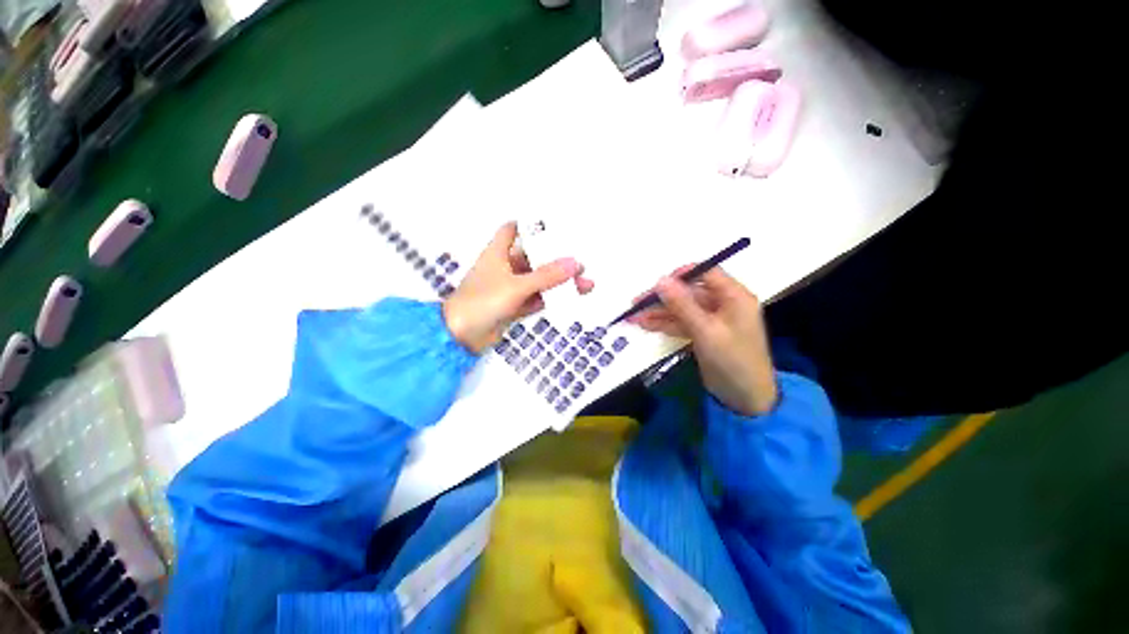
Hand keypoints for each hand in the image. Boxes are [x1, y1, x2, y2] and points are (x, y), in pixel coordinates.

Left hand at [443, 222, 593, 353]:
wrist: (461, 336)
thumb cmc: (483, 301)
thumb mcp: (517, 286)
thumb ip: (546, 276)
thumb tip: (574, 263)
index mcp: (498, 253)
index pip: (512, 230)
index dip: (529, 225)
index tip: (552, 226)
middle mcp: (504, 268)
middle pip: (533, 258)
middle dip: (555, 259)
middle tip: (579, 261)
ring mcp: (509, 289)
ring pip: (538, 281)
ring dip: (557, 282)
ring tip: (584, 283)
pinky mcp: (513, 306)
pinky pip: (536, 298)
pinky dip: (550, 298)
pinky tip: (569, 298)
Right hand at [629, 267, 777, 415]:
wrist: (745, 399)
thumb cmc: (732, 360)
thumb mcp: (705, 330)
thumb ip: (682, 304)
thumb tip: (661, 280)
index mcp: (733, 296)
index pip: (707, 273)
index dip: (682, 274)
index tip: (658, 282)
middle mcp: (723, 304)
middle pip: (689, 293)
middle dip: (662, 298)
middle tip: (636, 302)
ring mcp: (712, 320)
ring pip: (682, 309)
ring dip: (659, 313)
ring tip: (633, 317)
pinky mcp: (703, 334)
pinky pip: (682, 323)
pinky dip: (665, 324)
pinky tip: (645, 325)